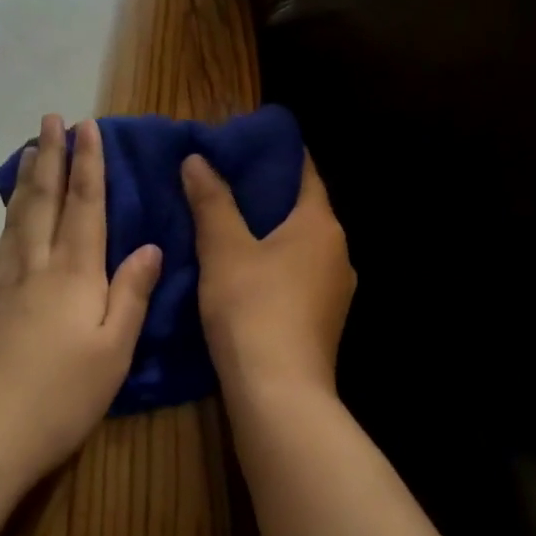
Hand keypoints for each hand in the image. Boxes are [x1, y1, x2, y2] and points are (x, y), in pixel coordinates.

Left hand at [0, 115, 162, 482]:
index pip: (85, 206)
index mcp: (75, 274)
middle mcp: (38, 266)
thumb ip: (131, 294)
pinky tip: (11, 212)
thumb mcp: (114, 350)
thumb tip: (149, 247)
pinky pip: (3, 240)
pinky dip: (10, 213)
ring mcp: (7, 282)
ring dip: (27, 179)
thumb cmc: (63, 395)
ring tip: (29, 150)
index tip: (87, 127)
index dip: (88, 164)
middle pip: (45, 200)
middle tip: (50, 119)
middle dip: (51, 156)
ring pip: (19, 216)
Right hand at [181, 151, 354, 403]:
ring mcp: (335, 290)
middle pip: (304, 210)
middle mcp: (338, 252)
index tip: (246, 143)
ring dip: (270, 234)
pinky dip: (275, 265)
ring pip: (301, 247)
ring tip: (228, 225)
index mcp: (320, 225)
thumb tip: (197, 159)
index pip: (305, 172)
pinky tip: (244, 272)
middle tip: (224, 181)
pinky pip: (298, 276)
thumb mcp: (223, 250)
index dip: (278, 154)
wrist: (279, 393)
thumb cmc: (252, 308)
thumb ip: (212, 201)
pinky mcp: (324, 320)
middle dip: (268, 195)